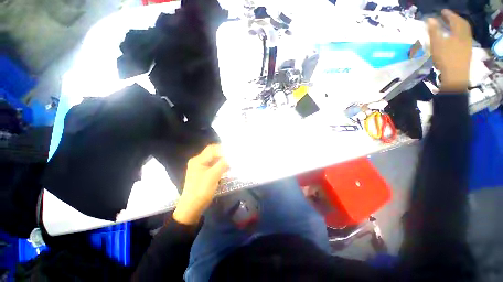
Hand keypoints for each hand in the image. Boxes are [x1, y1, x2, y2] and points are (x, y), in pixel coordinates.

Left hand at [173, 144, 228, 224]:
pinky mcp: (203, 173)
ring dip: (222, 159)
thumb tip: (232, 156)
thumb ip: (223, 164)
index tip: (234, 152)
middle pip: (212, 153)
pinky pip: (213, 165)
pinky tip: (227, 167)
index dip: (223, 149)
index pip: (212, 149)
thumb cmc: (201, 190)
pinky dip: (220, 165)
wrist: (192, 207)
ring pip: (213, 159)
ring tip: (232, 160)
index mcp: (198, 160)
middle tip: (234, 155)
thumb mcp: (213, 176)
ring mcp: (200, 167)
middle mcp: (198, 161)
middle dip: (223, 153)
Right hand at [427, 9, 471, 91]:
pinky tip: (454, 38)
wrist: (455, 76)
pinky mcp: (466, 52)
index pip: (455, 20)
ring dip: (457, 27)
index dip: (448, 14)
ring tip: (451, 26)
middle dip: (455, 19)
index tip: (442, 11)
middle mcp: (465, 37)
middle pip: (462, 25)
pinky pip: (464, 39)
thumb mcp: (437, 44)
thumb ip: (434, 31)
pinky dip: (458, 35)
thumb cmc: (446, 59)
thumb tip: (430, 19)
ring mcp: (467, 45)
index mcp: (459, 33)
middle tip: (448, 17)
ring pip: (464, 32)